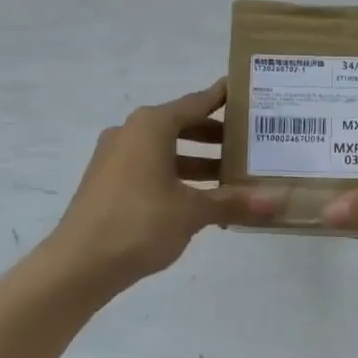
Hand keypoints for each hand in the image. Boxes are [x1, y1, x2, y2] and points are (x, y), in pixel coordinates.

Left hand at [46, 80, 283, 296]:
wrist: (78, 265)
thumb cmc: (139, 224)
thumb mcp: (193, 212)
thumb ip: (234, 202)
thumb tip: (279, 201)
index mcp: (151, 126)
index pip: (196, 102)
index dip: (223, 98)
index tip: (247, 93)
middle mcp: (131, 133)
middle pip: (181, 125)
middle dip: (215, 136)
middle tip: (250, 144)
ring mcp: (115, 158)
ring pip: (166, 150)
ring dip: (198, 161)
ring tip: (232, 177)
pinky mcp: (108, 182)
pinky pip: (151, 168)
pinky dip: (177, 176)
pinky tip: (200, 200)